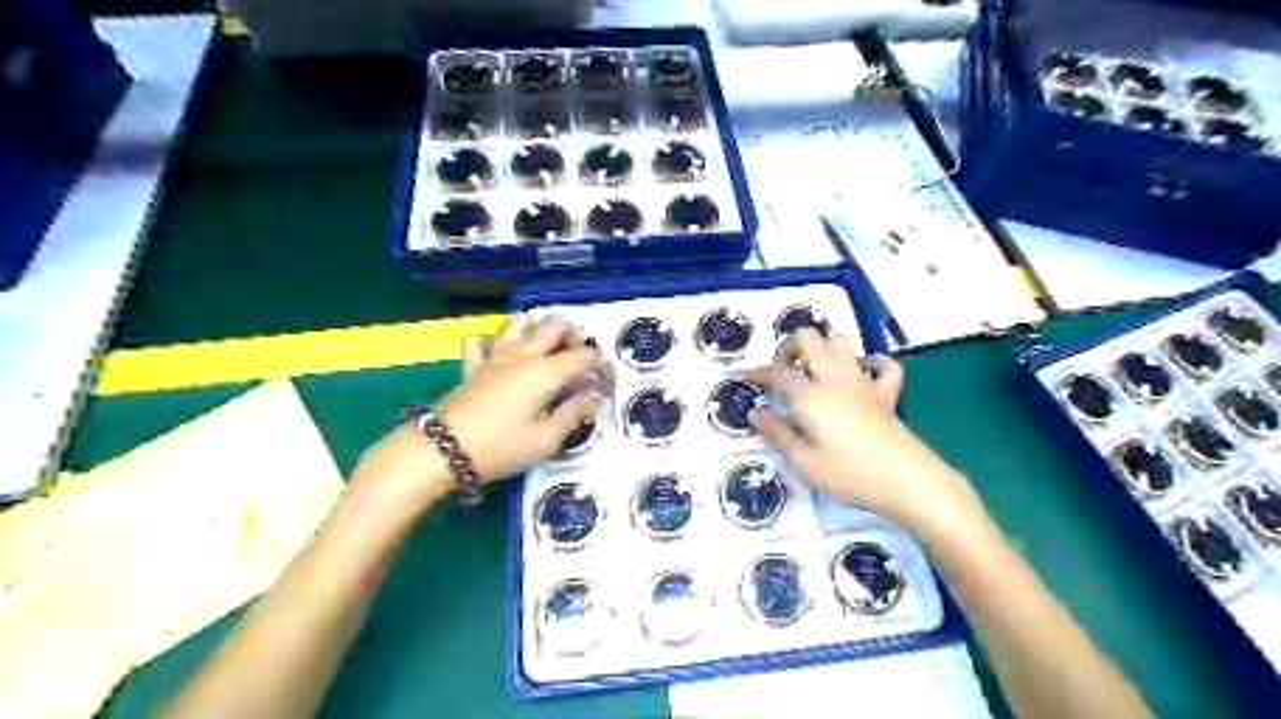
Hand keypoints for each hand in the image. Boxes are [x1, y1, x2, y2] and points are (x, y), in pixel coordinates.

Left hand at [438, 314, 612, 483]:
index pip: (584, 357)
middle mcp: (523, 355)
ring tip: (545, 350)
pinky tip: (500, 355)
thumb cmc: (501, 447)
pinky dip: (494, 342)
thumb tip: (593, 397)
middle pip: (555, 327)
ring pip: (518, 323)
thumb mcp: (545, 439)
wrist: (444, 450)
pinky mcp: (472, 366)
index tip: (608, 385)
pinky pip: (481, 341)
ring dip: (537, 330)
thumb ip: (573, 413)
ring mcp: (494, 356)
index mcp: (545, 372)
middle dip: (575, 338)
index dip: (602, 367)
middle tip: (580, 363)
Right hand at [746, 329, 981, 536]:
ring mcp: (863, 383)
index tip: (748, 378)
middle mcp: (834, 379)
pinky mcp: (886, 394)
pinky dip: (870, 361)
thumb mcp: (803, 462)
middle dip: (789, 348)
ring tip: (811, 370)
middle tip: (780, 373)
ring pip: (841, 343)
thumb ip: (778, 434)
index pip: (778, 374)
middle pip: (809, 340)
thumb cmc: (848, 474)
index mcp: (809, 395)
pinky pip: (883, 365)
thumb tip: (756, 413)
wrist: (907, 481)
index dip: (760, 373)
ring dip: (822, 348)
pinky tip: (861, 370)